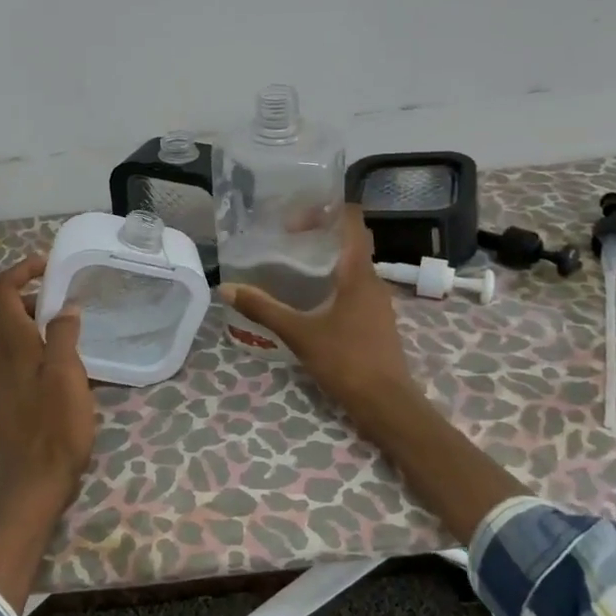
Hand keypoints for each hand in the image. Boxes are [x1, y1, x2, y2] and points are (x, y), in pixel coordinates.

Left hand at [0, 254, 96, 510]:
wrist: (31, 488)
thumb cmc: (54, 430)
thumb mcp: (67, 376)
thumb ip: (64, 335)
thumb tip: (64, 307)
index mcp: (10, 344)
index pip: (1, 289)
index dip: (22, 269)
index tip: (51, 266)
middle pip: (10, 311)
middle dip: (39, 298)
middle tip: (74, 304)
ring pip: (17, 337)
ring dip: (43, 326)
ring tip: (78, 338)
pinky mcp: (7, 399)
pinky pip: (21, 360)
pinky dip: (41, 351)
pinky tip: (69, 372)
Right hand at [224, 205, 529, 540]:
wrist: (387, 404)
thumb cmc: (346, 361)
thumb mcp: (299, 333)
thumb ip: (264, 309)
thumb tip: (227, 288)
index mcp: (359, 273)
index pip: (352, 221)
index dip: (326, 211)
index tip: (294, 221)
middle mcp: (373, 281)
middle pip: (351, 242)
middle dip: (320, 235)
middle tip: (285, 241)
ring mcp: (378, 302)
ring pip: (352, 267)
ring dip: (326, 261)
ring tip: (292, 269)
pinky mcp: (376, 321)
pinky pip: (354, 289)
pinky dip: (333, 284)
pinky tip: (310, 301)